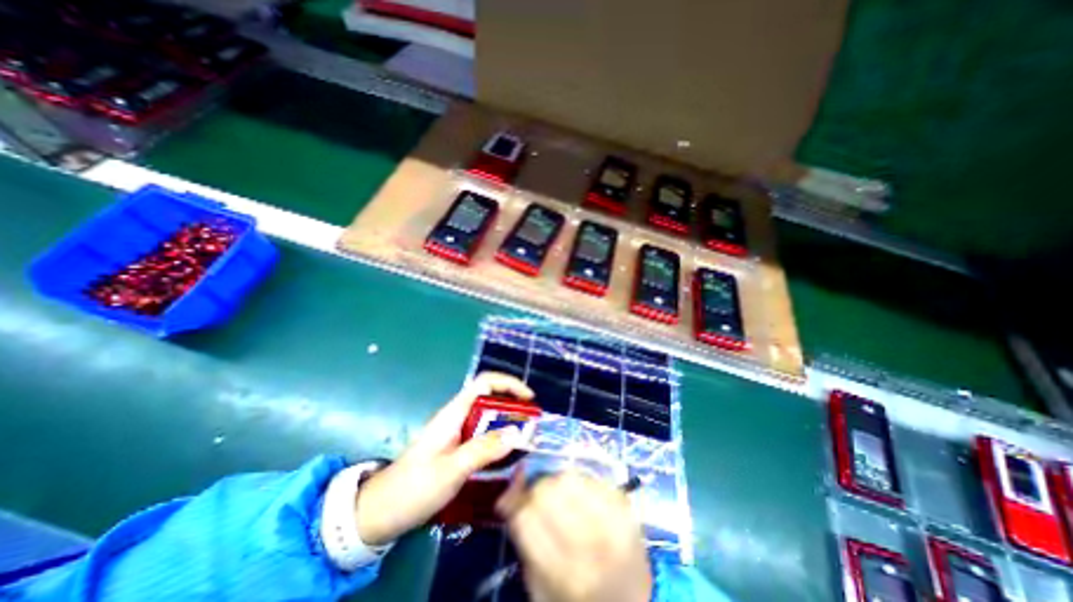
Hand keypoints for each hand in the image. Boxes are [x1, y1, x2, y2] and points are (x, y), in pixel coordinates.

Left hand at [356, 371, 534, 544]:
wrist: (380, 513)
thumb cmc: (413, 488)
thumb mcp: (451, 470)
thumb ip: (483, 450)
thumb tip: (516, 433)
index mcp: (454, 413)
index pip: (484, 383)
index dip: (508, 384)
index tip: (529, 399)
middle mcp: (457, 417)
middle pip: (490, 398)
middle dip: (513, 405)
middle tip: (532, 425)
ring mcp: (456, 432)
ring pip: (488, 418)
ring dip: (508, 423)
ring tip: (526, 439)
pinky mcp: (456, 448)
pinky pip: (483, 435)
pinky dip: (499, 439)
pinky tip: (507, 455)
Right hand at [498, 470, 654, 601]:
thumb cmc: (574, 599)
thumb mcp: (539, 586)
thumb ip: (522, 537)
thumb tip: (509, 490)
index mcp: (564, 572)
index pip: (525, 514)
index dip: (516, 503)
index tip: (517, 504)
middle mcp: (590, 544)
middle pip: (547, 488)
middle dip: (537, 490)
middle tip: (542, 502)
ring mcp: (613, 521)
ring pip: (569, 476)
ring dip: (558, 483)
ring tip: (564, 499)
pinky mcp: (626, 505)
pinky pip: (591, 476)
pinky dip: (581, 482)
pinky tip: (583, 499)